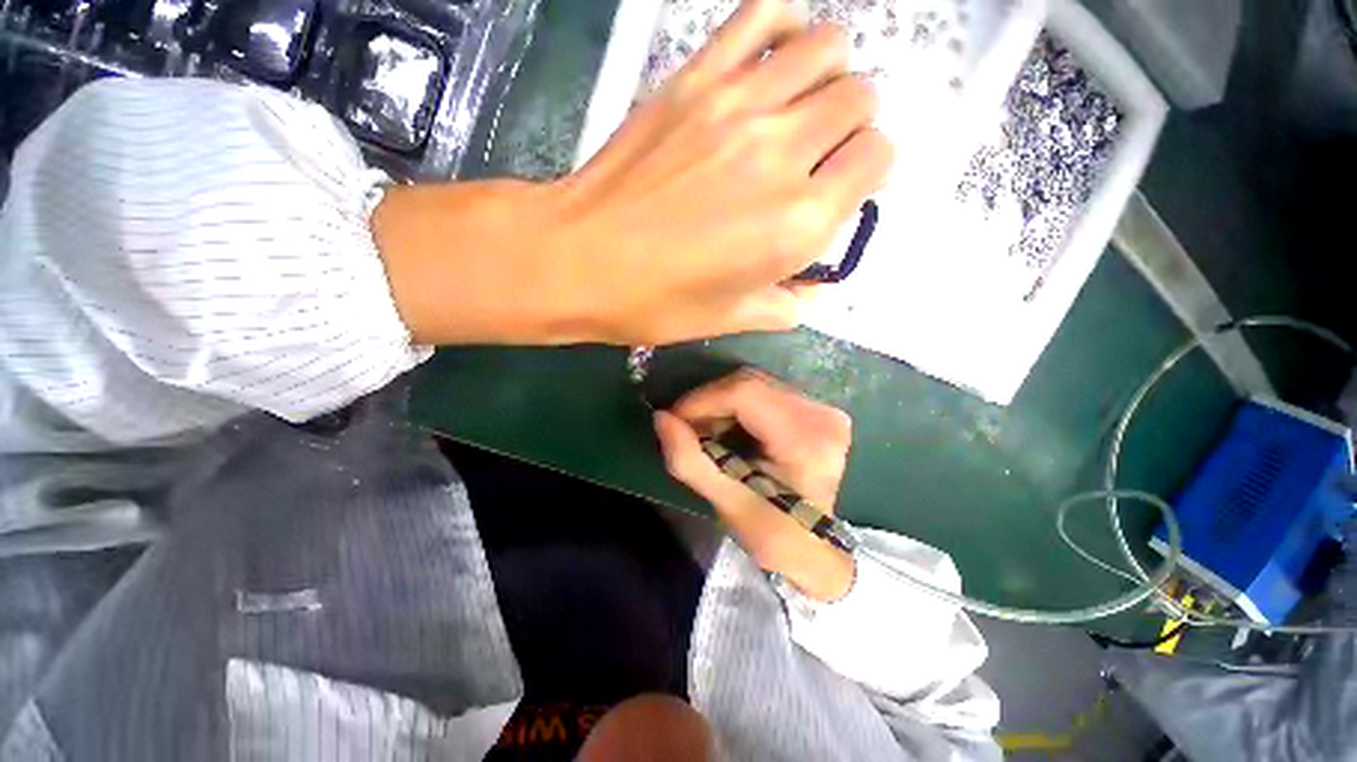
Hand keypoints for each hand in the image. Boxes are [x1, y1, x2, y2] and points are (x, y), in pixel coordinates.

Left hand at [371, 0, 892, 346]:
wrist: (581, 259)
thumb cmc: (656, 302)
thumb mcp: (730, 319)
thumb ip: (784, 306)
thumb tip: (811, 291)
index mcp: (798, 223)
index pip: (877, 159)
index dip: (866, 172)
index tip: (840, 188)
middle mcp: (784, 153)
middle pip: (860, 98)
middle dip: (852, 125)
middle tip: (819, 152)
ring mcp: (740, 104)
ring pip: (828, 48)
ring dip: (830, 73)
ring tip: (803, 105)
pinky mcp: (697, 78)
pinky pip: (763, 16)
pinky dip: (785, 26)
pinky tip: (776, 57)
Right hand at [653, 369, 854, 600]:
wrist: (816, 548)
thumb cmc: (775, 535)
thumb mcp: (728, 506)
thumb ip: (690, 461)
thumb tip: (661, 417)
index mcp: (805, 440)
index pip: (745, 394)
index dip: (702, 400)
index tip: (674, 420)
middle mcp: (820, 414)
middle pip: (749, 384)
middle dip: (708, 402)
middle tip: (686, 429)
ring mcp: (821, 408)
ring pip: (754, 384)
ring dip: (720, 403)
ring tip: (704, 431)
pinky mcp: (815, 409)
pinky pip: (764, 392)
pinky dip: (736, 406)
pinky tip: (726, 428)